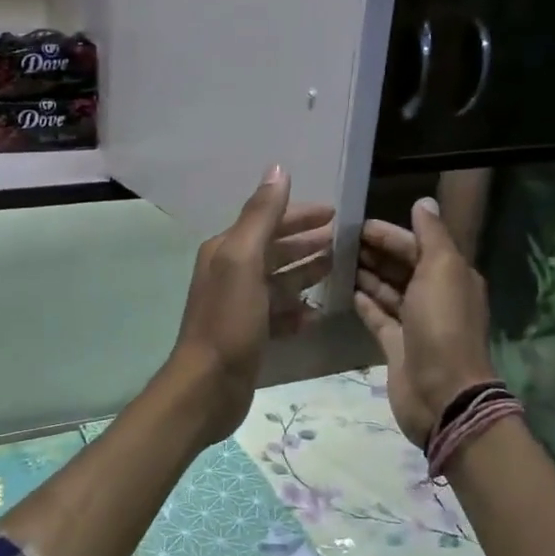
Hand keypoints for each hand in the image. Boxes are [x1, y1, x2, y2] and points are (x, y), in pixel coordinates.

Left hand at [167, 166, 334, 443]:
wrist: (209, 385)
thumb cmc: (229, 320)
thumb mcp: (243, 261)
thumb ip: (261, 216)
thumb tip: (277, 170)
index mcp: (226, 250)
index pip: (267, 221)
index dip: (300, 215)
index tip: (336, 212)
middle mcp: (230, 273)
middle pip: (275, 250)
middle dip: (307, 243)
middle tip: (345, 241)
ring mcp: (240, 305)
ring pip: (279, 282)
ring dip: (306, 274)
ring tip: (339, 271)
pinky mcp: (249, 334)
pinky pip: (279, 315)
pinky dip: (298, 311)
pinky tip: (317, 314)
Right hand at [353, 197, 495, 446]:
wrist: (442, 393)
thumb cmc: (442, 325)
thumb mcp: (442, 270)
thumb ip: (431, 235)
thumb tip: (423, 202)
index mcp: (451, 275)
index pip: (417, 244)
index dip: (389, 233)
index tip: (355, 224)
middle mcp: (435, 295)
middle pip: (401, 265)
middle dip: (374, 251)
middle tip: (337, 240)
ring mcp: (414, 322)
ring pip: (387, 289)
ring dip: (366, 274)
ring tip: (334, 260)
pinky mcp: (395, 344)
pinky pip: (377, 315)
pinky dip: (363, 301)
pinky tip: (343, 289)